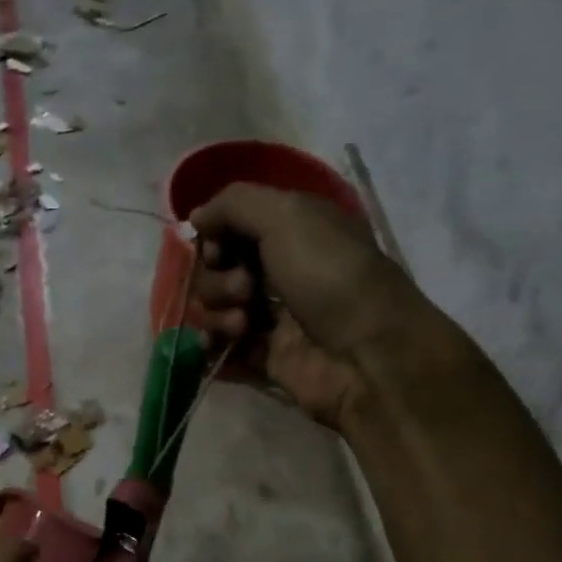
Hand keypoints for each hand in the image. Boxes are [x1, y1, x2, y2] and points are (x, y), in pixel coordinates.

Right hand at [191, 182, 389, 430]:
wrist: (366, 355)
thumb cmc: (331, 276)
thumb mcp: (287, 215)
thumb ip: (234, 204)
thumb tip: (195, 217)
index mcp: (292, 229)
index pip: (231, 225)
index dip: (214, 236)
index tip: (217, 248)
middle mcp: (280, 268)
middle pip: (216, 268)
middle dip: (218, 278)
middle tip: (245, 289)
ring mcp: (270, 315)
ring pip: (214, 307)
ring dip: (217, 312)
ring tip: (243, 325)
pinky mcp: (264, 356)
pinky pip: (220, 346)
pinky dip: (211, 345)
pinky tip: (216, 347)